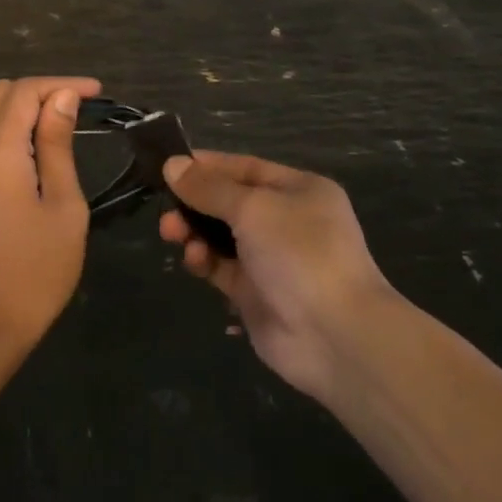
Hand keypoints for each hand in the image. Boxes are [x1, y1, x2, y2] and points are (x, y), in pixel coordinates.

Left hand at [0, 77, 100, 350]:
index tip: (97, 93)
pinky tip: (40, 147)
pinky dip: (13, 129)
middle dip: (43, 91)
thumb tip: (62, 98)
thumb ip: (57, 144)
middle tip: (82, 107)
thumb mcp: (63, 204)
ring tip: (66, 124)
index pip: (26, 91)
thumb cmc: (36, 267)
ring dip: (27, 108)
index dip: (62, 84)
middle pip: (3, 94)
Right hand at [159, 151, 394, 399]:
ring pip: (222, 236)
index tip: (169, 166)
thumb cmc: (299, 252)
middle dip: (195, 203)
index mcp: (299, 190)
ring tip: (171, 233)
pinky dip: (205, 261)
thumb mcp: (252, 208)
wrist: (336, 336)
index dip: (208, 165)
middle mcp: (287, 220)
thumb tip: (172, 164)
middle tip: (166, 209)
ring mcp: (273, 259)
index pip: (245, 168)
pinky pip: (222, 268)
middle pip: (230, 203)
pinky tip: (194, 260)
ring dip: (194, 231)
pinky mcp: (257, 294)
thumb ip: (209, 188)